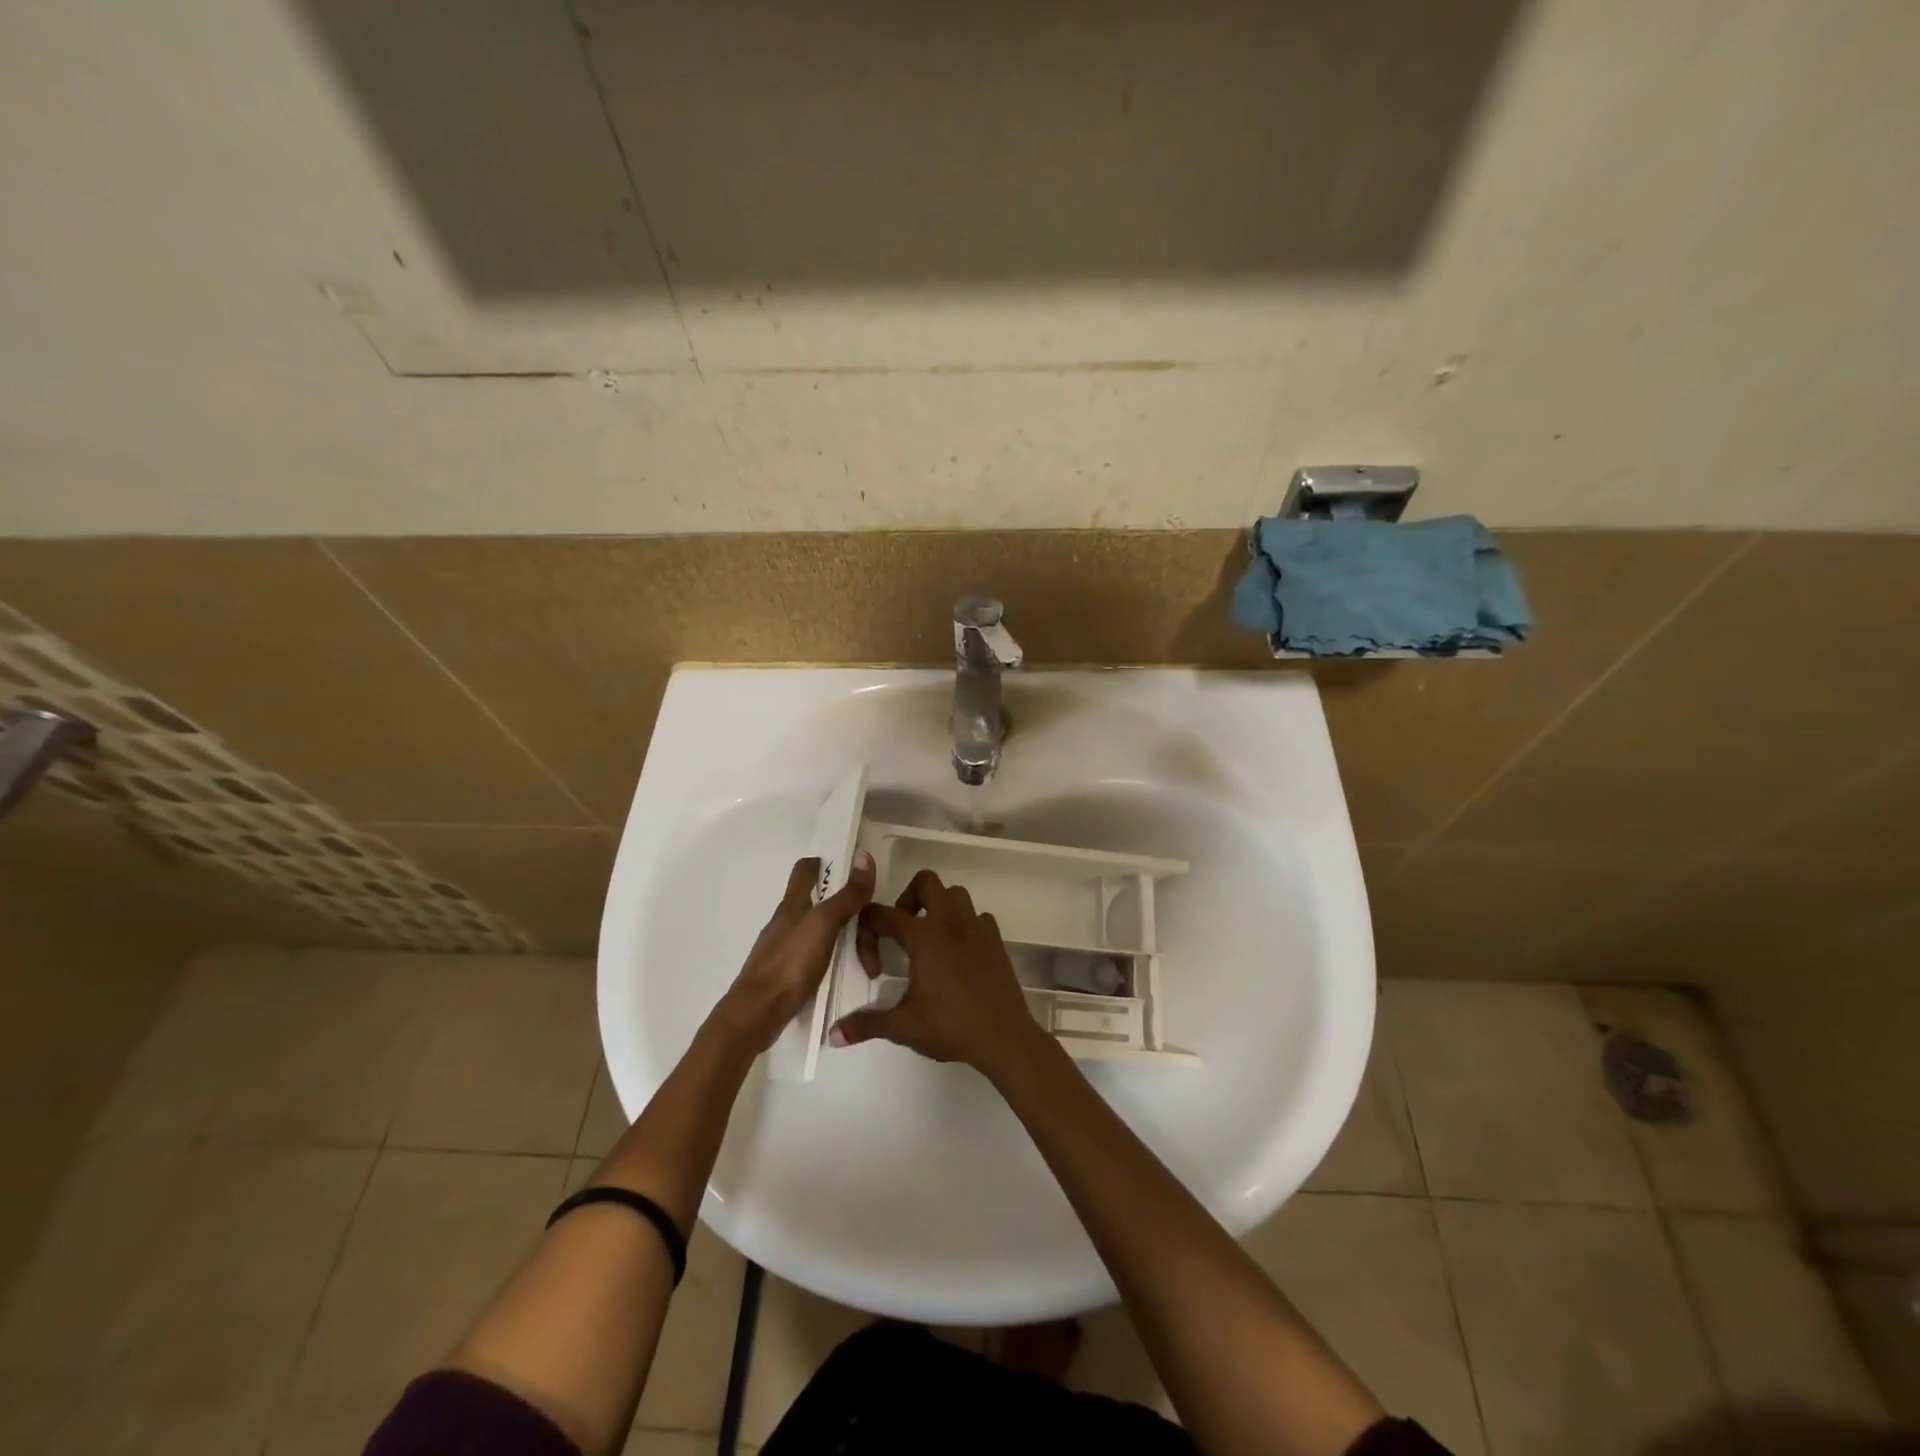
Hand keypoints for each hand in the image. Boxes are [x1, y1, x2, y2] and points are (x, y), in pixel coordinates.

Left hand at [714, 850, 875, 1052]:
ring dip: (843, 938)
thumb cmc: (790, 964)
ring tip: (866, 961)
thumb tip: (864, 856)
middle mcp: (785, 921)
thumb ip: (846, 895)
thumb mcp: (824, 925)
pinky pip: (813, 956)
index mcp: (793, 904)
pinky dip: (831, 959)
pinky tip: (843, 973)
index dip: (827, 864)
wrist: (756, 1014)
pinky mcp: (784, 972)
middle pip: (819, 903)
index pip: (806, 869)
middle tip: (873, 932)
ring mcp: (783, 947)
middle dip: (847, 912)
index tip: (853, 874)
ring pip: (818, 931)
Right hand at [829, 869, 1047, 1076]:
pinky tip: (958, 952)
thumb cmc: (952, 1027)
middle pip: (925, 882)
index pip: (882, 914)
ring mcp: (976, 927)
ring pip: (955, 894)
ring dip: (938, 906)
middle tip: (901, 932)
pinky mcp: (996, 939)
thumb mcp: (904, 1027)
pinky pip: (977, 916)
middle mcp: (949, 922)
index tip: (874, 970)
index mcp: (923, 936)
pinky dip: (964, 924)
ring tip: (928, 938)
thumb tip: (832, 1035)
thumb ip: (866, 1024)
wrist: (1005, 1037)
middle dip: (907, 899)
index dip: (868, 935)